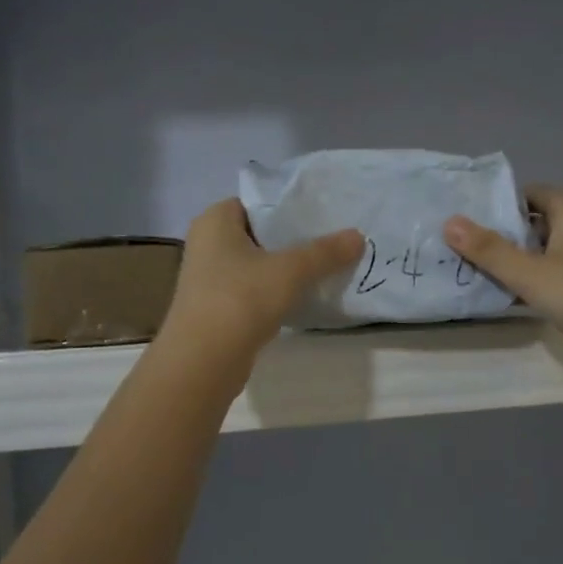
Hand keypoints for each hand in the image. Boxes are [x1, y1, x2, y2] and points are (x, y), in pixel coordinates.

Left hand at [160, 199, 362, 361]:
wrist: (203, 361)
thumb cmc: (240, 299)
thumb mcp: (290, 271)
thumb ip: (325, 252)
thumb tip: (359, 236)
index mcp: (214, 220)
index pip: (258, 201)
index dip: (290, 206)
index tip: (325, 214)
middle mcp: (207, 243)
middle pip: (261, 233)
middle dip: (294, 238)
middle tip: (334, 239)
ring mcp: (210, 278)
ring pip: (259, 263)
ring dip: (287, 267)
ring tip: (327, 266)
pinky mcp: (218, 307)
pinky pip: (255, 289)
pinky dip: (277, 291)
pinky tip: (305, 296)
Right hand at [444, 187, 562, 381]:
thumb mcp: (529, 272)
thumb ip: (489, 250)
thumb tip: (449, 222)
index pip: (534, 193)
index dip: (503, 200)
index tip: (470, 214)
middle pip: (536, 225)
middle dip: (502, 233)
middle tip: (463, 244)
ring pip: (543, 255)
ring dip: (515, 262)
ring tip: (474, 270)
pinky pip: (553, 280)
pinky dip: (531, 285)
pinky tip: (506, 298)